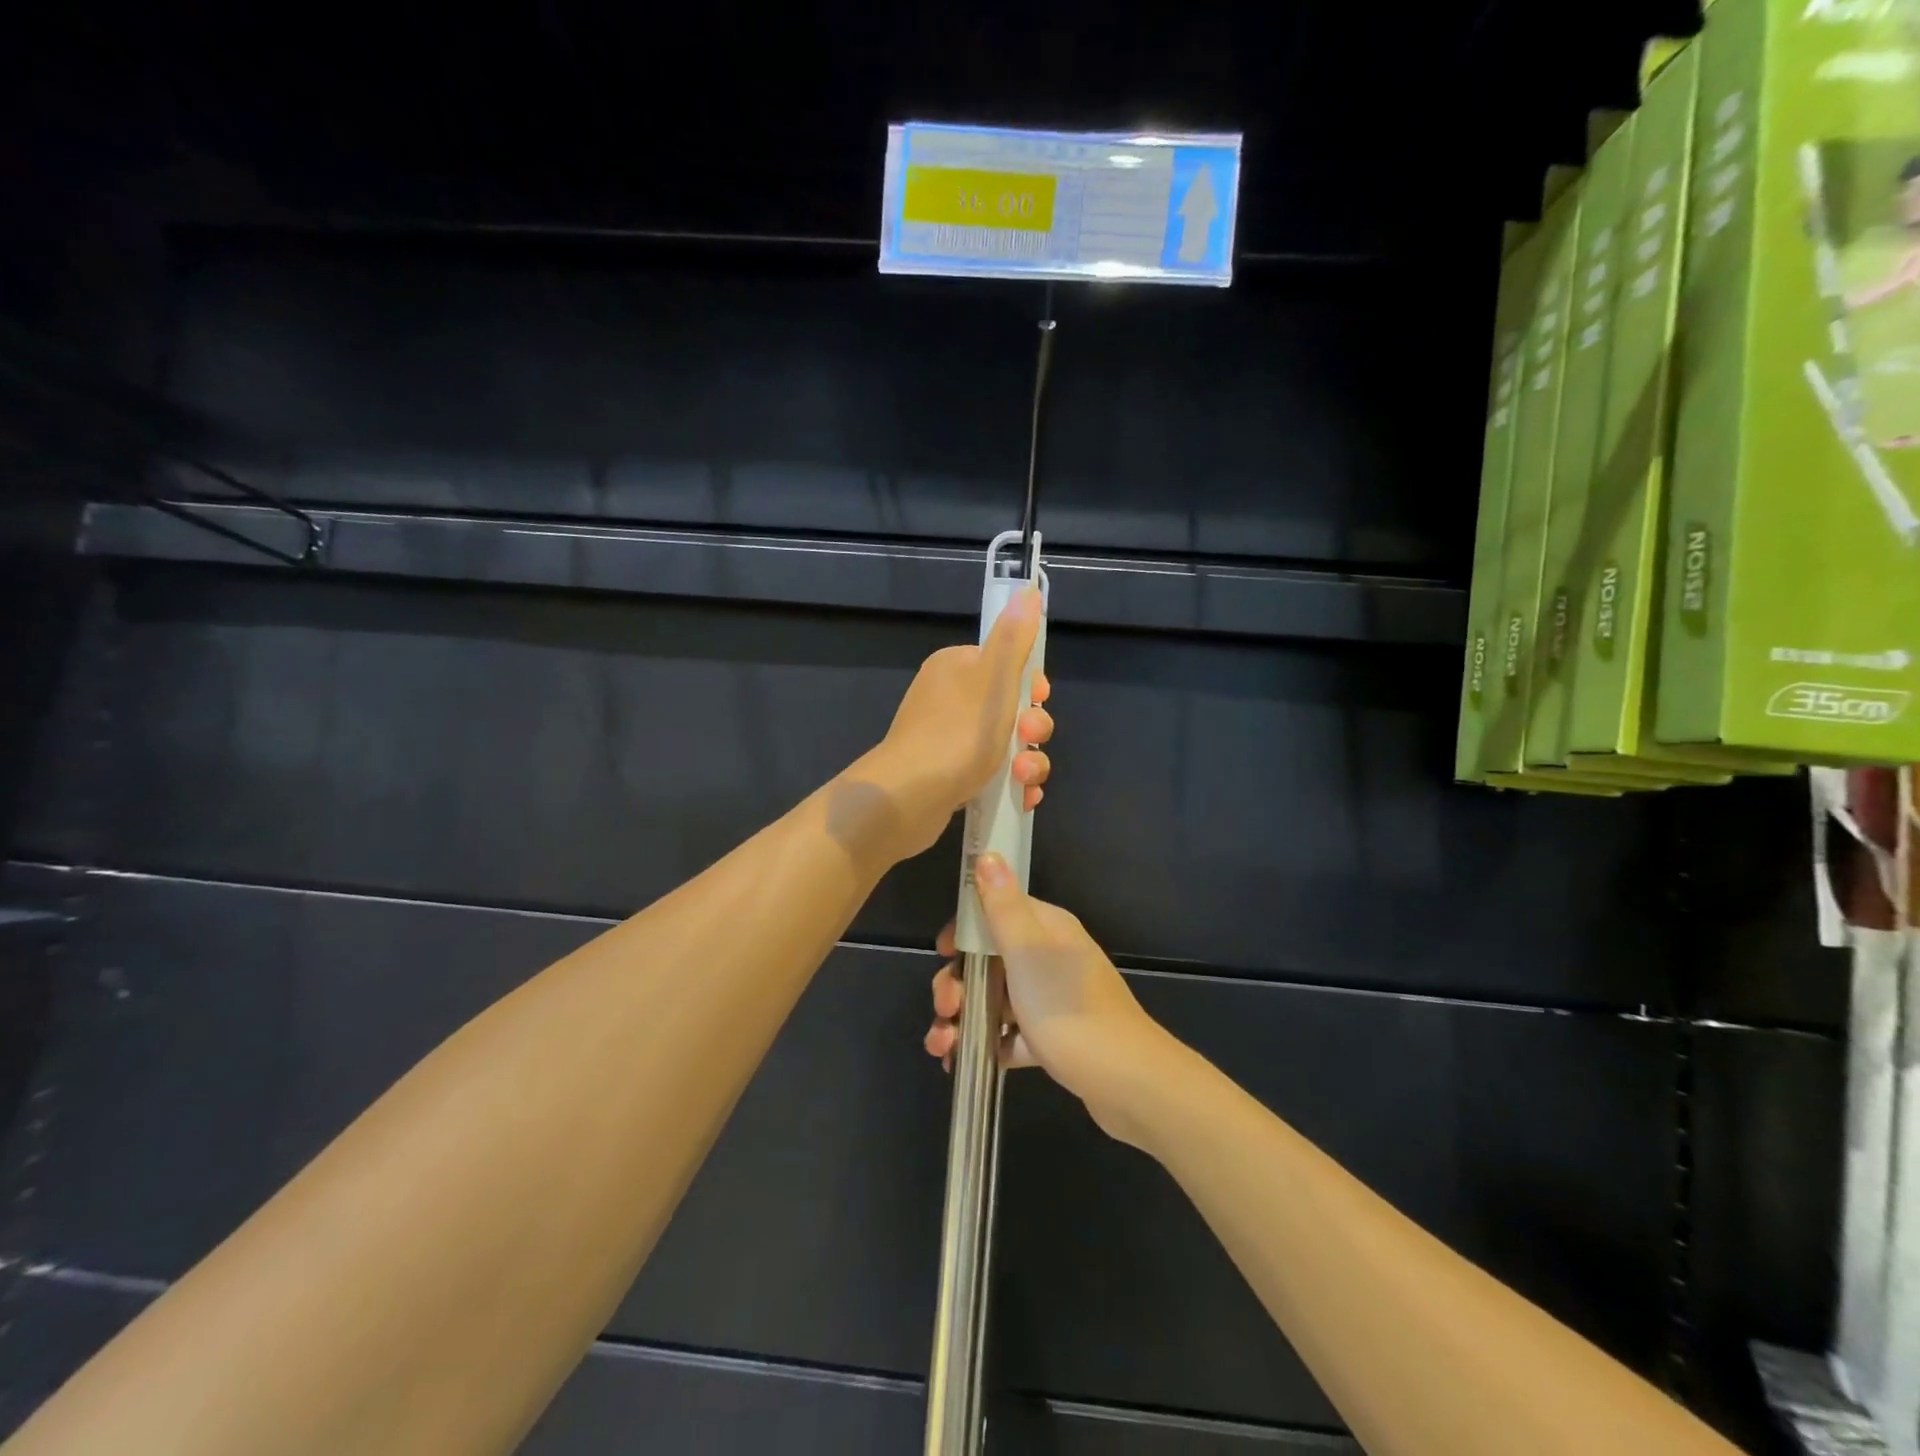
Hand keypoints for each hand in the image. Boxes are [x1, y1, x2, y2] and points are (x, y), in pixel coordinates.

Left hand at [861, 587, 1052, 860]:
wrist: (908, 797)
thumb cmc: (957, 733)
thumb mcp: (994, 679)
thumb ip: (1014, 638)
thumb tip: (1028, 591)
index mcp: (956, 668)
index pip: (1006, 666)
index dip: (1030, 686)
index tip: (1037, 701)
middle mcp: (949, 699)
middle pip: (1010, 708)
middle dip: (1032, 729)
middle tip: (1027, 741)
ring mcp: (947, 739)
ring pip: (1006, 745)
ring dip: (1028, 762)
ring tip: (1023, 779)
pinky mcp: (948, 775)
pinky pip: (991, 773)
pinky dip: (1011, 785)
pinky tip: (1022, 799)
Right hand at [924, 854, 1170, 1144]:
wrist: (1124, 1080)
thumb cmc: (1068, 1007)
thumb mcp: (1028, 951)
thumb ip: (1002, 906)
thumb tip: (988, 854)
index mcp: (1047, 929)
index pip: (996, 912)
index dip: (964, 931)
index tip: (943, 953)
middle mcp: (1050, 958)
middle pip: (988, 960)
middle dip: (956, 983)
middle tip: (945, 1008)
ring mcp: (1052, 1000)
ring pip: (994, 1000)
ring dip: (962, 1018)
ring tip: (942, 1048)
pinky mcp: (1052, 1039)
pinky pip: (1008, 1035)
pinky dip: (984, 1045)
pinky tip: (961, 1064)